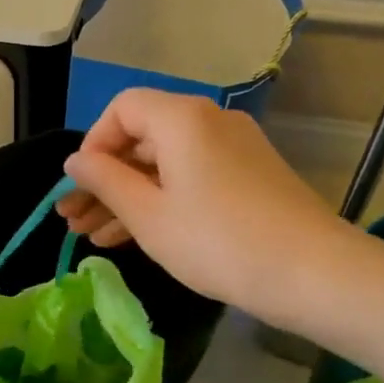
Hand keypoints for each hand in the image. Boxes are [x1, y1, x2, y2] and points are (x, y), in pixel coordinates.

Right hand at [59, 90, 352, 310]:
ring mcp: (233, 150)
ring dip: (127, 197)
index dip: (93, 144)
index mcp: (181, 118)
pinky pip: (190, 179)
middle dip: (103, 180)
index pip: (122, 109)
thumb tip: (75, 161)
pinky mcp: (248, 177)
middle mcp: (209, 121)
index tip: (80, 186)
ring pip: (164, 165)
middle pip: (141, 140)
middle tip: (72, 220)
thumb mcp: (149, 215)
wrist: (312, 273)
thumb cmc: (217, 241)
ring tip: (92, 237)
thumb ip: (105, 182)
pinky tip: (131, 237)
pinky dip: (160, 202)